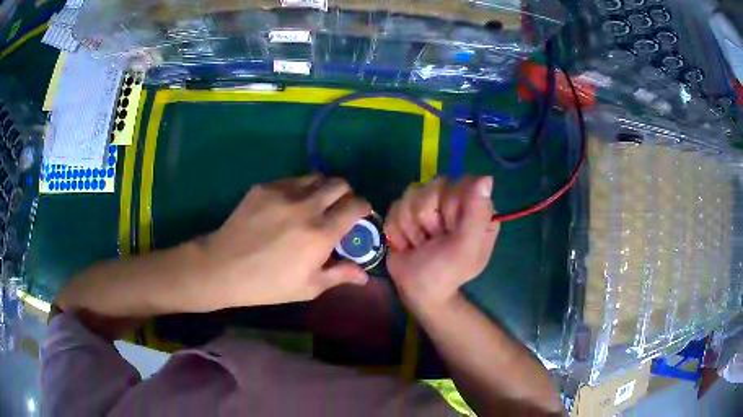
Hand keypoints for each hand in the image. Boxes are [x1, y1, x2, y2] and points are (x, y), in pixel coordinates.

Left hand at [201, 174, 370, 307]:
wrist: (224, 267)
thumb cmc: (268, 284)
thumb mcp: (308, 287)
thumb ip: (339, 275)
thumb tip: (365, 275)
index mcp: (321, 233)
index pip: (355, 205)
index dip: (363, 207)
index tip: (360, 215)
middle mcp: (306, 206)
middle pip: (340, 184)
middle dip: (346, 194)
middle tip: (338, 209)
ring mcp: (283, 193)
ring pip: (316, 177)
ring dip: (323, 188)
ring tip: (314, 205)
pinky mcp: (265, 187)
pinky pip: (292, 180)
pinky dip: (299, 190)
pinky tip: (287, 207)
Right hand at [385, 176, 498, 306]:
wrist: (416, 290)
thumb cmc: (446, 272)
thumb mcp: (466, 247)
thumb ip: (477, 214)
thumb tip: (486, 178)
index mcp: (477, 208)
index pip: (462, 183)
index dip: (450, 205)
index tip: (449, 230)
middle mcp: (455, 201)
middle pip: (434, 186)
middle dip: (428, 220)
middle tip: (434, 241)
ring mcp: (430, 204)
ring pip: (411, 194)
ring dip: (411, 227)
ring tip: (420, 245)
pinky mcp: (407, 210)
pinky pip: (396, 206)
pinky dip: (398, 229)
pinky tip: (406, 243)